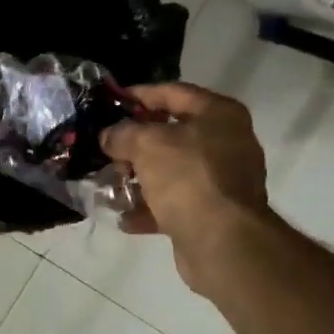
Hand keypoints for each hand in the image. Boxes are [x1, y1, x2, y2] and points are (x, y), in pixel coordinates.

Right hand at [101, 83, 271, 293]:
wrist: (222, 241)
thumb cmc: (187, 177)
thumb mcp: (146, 145)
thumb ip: (122, 134)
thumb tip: (109, 136)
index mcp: (219, 114)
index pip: (174, 93)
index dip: (140, 94)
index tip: (112, 100)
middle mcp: (227, 142)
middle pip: (172, 134)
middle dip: (135, 144)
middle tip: (106, 148)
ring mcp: (222, 180)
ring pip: (172, 172)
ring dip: (139, 179)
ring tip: (109, 184)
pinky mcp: (214, 213)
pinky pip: (176, 204)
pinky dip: (151, 209)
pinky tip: (125, 218)